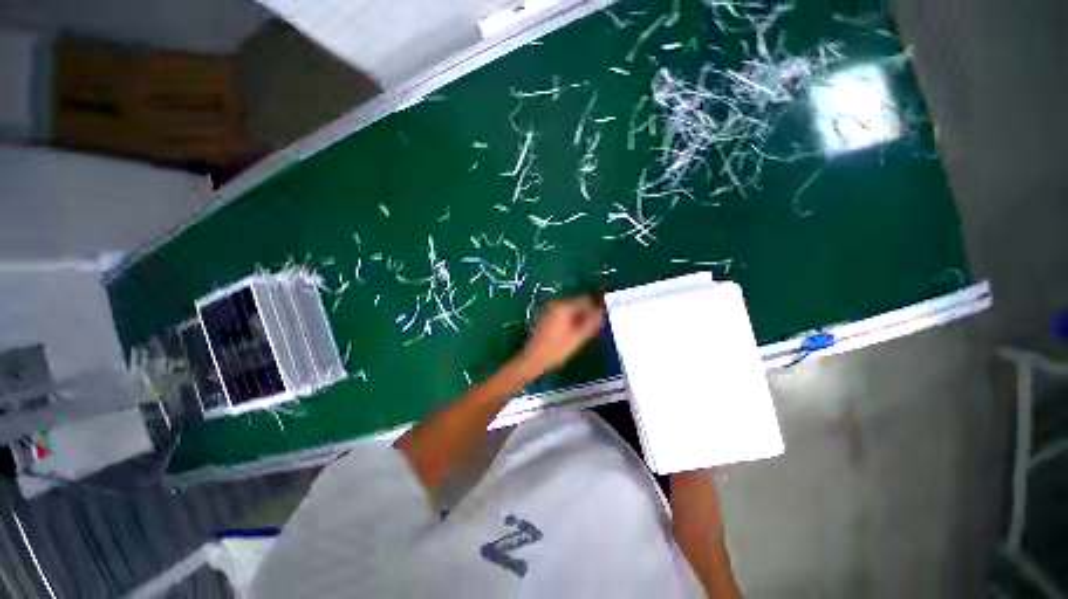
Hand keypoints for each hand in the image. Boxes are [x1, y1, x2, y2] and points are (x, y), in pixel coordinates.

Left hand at [518, 296, 603, 376]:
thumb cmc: (556, 349)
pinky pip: (563, 315)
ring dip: (579, 319)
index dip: (596, 310)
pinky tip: (572, 335)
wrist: (533, 360)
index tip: (600, 322)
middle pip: (578, 304)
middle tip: (593, 330)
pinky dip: (570, 322)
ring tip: (583, 334)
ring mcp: (549, 310)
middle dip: (587, 315)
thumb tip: (602, 312)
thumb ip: (592, 323)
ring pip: (571, 310)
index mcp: (563, 306)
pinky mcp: (546, 318)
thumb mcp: (578, 337)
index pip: (586, 300)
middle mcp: (555, 304)